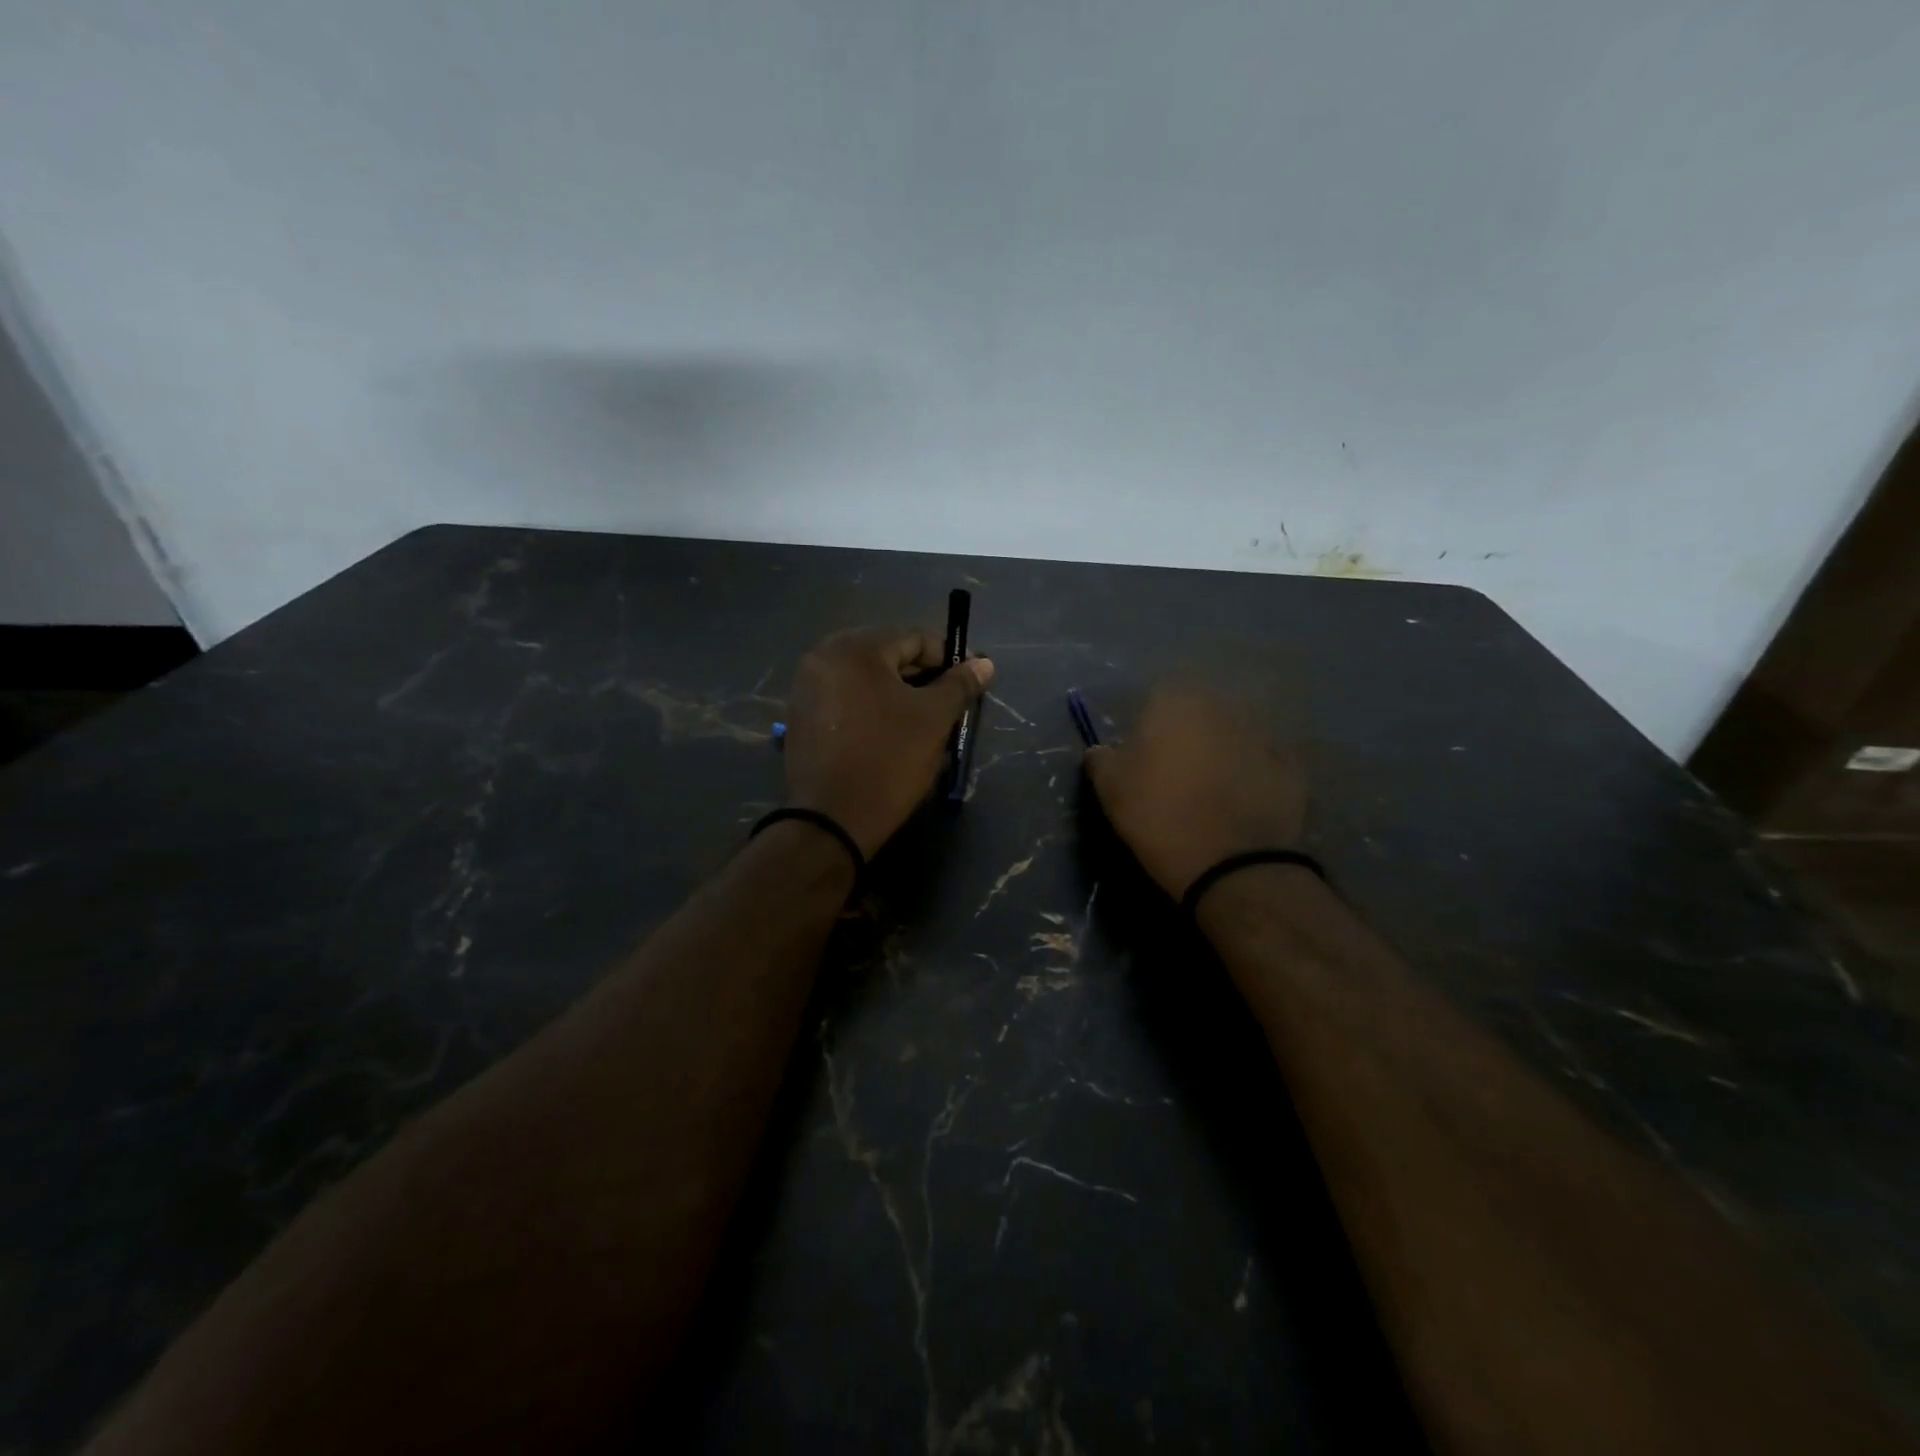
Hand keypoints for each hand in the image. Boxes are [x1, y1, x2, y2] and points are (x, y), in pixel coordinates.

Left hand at [784, 628, 993, 857]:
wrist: (831, 821)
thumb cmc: (888, 760)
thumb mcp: (933, 719)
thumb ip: (959, 685)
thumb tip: (984, 663)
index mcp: (855, 648)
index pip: (913, 637)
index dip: (948, 658)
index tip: (970, 681)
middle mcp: (823, 656)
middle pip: (887, 655)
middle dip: (922, 676)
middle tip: (949, 703)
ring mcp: (806, 687)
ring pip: (866, 679)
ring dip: (898, 693)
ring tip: (924, 720)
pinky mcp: (801, 717)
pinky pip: (846, 699)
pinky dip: (872, 707)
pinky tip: (891, 732)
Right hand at [1083, 690, 1305, 898]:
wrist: (1232, 864)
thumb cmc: (1159, 816)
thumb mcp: (1110, 789)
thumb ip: (1101, 759)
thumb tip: (1100, 750)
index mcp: (1176, 701)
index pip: (1157, 697)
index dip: (1149, 725)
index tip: (1144, 754)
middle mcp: (1222, 705)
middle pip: (1200, 711)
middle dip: (1190, 733)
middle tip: (1177, 771)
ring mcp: (1263, 733)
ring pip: (1234, 733)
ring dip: (1223, 750)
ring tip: (1212, 788)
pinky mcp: (1291, 765)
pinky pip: (1263, 761)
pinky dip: (1253, 774)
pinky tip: (1243, 801)